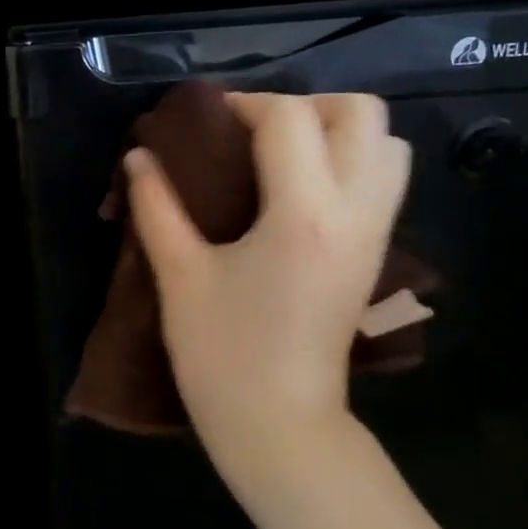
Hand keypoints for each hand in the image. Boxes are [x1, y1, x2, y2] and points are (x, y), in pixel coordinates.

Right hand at [125, 92, 409, 476]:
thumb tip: (139, 158)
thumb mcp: (179, 275)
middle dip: (305, 106)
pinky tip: (297, 192)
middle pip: (361, 114)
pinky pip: (384, 181)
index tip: (206, 121)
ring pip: (388, 145)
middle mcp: (354, 211)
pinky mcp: (375, 254)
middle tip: (253, 133)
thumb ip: (156, 207)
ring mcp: (374, 233)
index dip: (244, 105)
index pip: (290, 119)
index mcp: (302, 213)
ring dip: (337, 132)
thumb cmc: (222, 353)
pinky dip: (350, 163)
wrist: (280, 424)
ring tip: (281, 156)